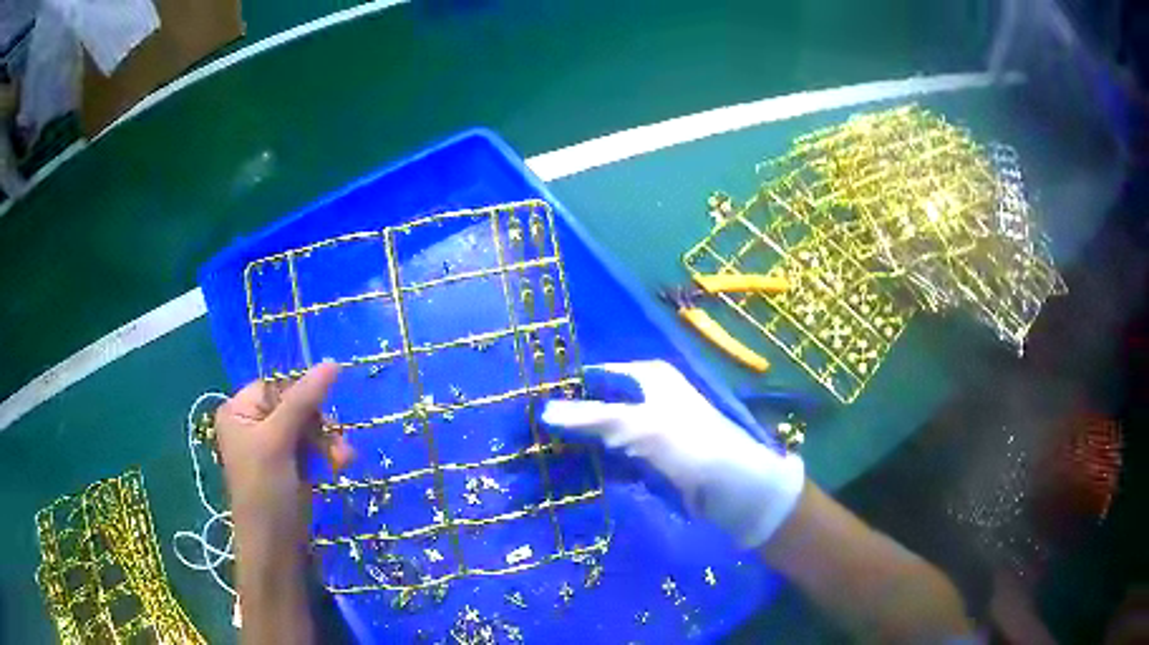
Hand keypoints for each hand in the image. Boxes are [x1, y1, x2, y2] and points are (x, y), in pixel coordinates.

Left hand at [214, 361, 353, 524]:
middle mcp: (254, 423)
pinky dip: (328, 453)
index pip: (276, 385)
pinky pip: (314, 445)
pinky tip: (340, 465)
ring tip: (344, 459)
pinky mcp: (292, 464)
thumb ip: (303, 401)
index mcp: (240, 410)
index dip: (301, 395)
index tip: (322, 413)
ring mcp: (274, 445)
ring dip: (329, 440)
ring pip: (310, 426)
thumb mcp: (279, 441)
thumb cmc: (265, 490)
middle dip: (319, 424)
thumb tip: (332, 362)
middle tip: (337, 440)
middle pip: (296, 405)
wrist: (275, 547)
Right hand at [541, 360, 803, 547]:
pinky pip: (613, 459)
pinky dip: (594, 466)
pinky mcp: (650, 460)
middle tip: (527, 439)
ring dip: (578, 447)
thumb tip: (542, 410)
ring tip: (537, 459)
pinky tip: (567, 477)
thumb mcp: (638, 426)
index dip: (564, 392)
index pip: (594, 377)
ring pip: (603, 435)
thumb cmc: (688, 445)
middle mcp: (646, 399)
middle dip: (567, 423)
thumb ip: (590, 417)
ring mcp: (648, 432)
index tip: (529, 409)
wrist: (733, 489)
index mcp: (646, 378)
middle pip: (596, 407)